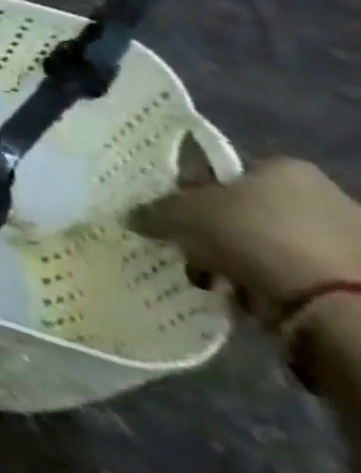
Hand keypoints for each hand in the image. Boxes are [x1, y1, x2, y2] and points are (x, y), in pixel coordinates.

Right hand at [130, 158, 360, 324]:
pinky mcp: (352, 280)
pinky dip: (269, 286)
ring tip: (214, 280)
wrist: (333, 303)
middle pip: (247, 211)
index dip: (192, 191)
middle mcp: (323, 196)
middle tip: (188, 249)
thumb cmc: (252, 235)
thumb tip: (133, 216)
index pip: (226, 173)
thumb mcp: (179, 214)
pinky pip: (293, 276)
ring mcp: (346, 241)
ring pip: (268, 246)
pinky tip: (248, 298)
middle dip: (216, 233)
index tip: (172, 213)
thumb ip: (152, 211)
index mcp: (286, 168)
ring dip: (238, 262)